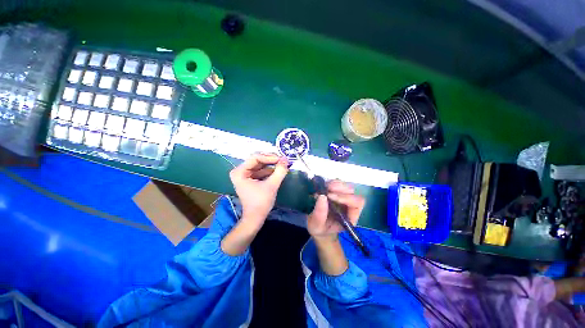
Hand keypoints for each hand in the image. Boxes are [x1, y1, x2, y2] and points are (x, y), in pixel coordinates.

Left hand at [229, 153, 288, 225]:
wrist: (255, 217)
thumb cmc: (261, 202)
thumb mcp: (272, 185)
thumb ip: (280, 171)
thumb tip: (286, 159)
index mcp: (240, 172)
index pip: (256, 157)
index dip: (269, 157)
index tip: (281, 159)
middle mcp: (240, 171)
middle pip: (257, 160)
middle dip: (271, 160)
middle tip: (283, 161)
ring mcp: (244, 175)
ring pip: (260, 165)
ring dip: (271, 165)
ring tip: (283, 165)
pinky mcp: (250, 179)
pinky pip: (260, 171)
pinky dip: (269, 170)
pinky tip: (278, 171)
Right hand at [307, 180, 364, 241]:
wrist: (318, 226)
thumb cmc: (320, 228)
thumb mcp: (316, 225)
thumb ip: (319, 214)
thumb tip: (322, 196)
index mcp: (350, 217)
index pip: (357, 204)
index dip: (345, 198)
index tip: (330, 196)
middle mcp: (350, 206)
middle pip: (352, 192)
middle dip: (340, 188)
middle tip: (327, 188)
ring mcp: (344, 198)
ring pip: (346, 186)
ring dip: (336, 184)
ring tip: (324, 186)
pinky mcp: (338, 192)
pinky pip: (339, 183)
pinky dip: (332, 182)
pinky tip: (325, 185)